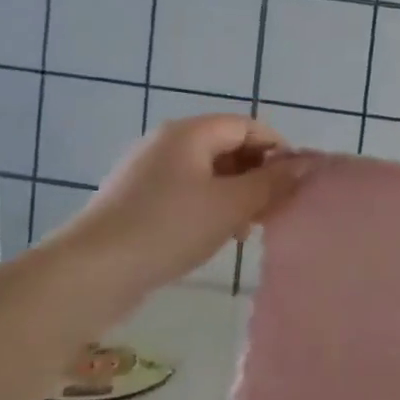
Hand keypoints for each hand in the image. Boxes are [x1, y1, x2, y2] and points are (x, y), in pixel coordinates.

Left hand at [55, 115, 307, 293]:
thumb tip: (308, 163)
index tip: (296, 184)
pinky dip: (209, 206)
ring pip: (208, 173)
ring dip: (235, 194)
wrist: (91, 273)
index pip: (248, 126)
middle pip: (228, 147)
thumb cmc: (169, 228)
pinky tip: (216, 236)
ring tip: (248, 228)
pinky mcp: (136, 200)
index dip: (278, 150)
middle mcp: (167, 143)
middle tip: (275, 209)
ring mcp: (147, 171)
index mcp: (189, 133)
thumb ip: (273, 182)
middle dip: (257, 175)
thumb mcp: (232, 204)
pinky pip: (186, 192)